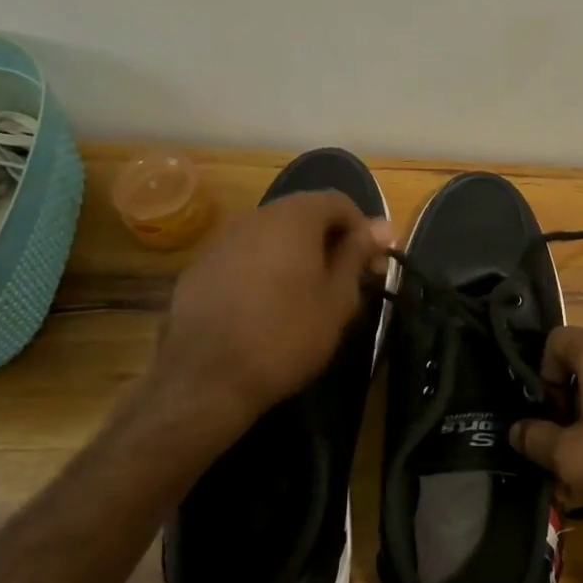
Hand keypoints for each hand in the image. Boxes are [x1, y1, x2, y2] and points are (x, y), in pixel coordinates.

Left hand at [122, 190, 390, 463]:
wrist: (206, 380)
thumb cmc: (286, 336)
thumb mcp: (338, 299)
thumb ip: (358, 254)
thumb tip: (382, 225)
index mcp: (294, 218)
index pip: (339, 202)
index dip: (362, 230)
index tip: (373, 266)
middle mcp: (255, 217)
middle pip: (303, 215)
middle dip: (329, 241)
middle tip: (346, 282)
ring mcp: (222, 241)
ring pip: (272, 236)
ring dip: (296, 256)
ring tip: (307, 296)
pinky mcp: (200, 268)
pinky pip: (244, 257)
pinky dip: (264, 270)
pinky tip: (267, 308)